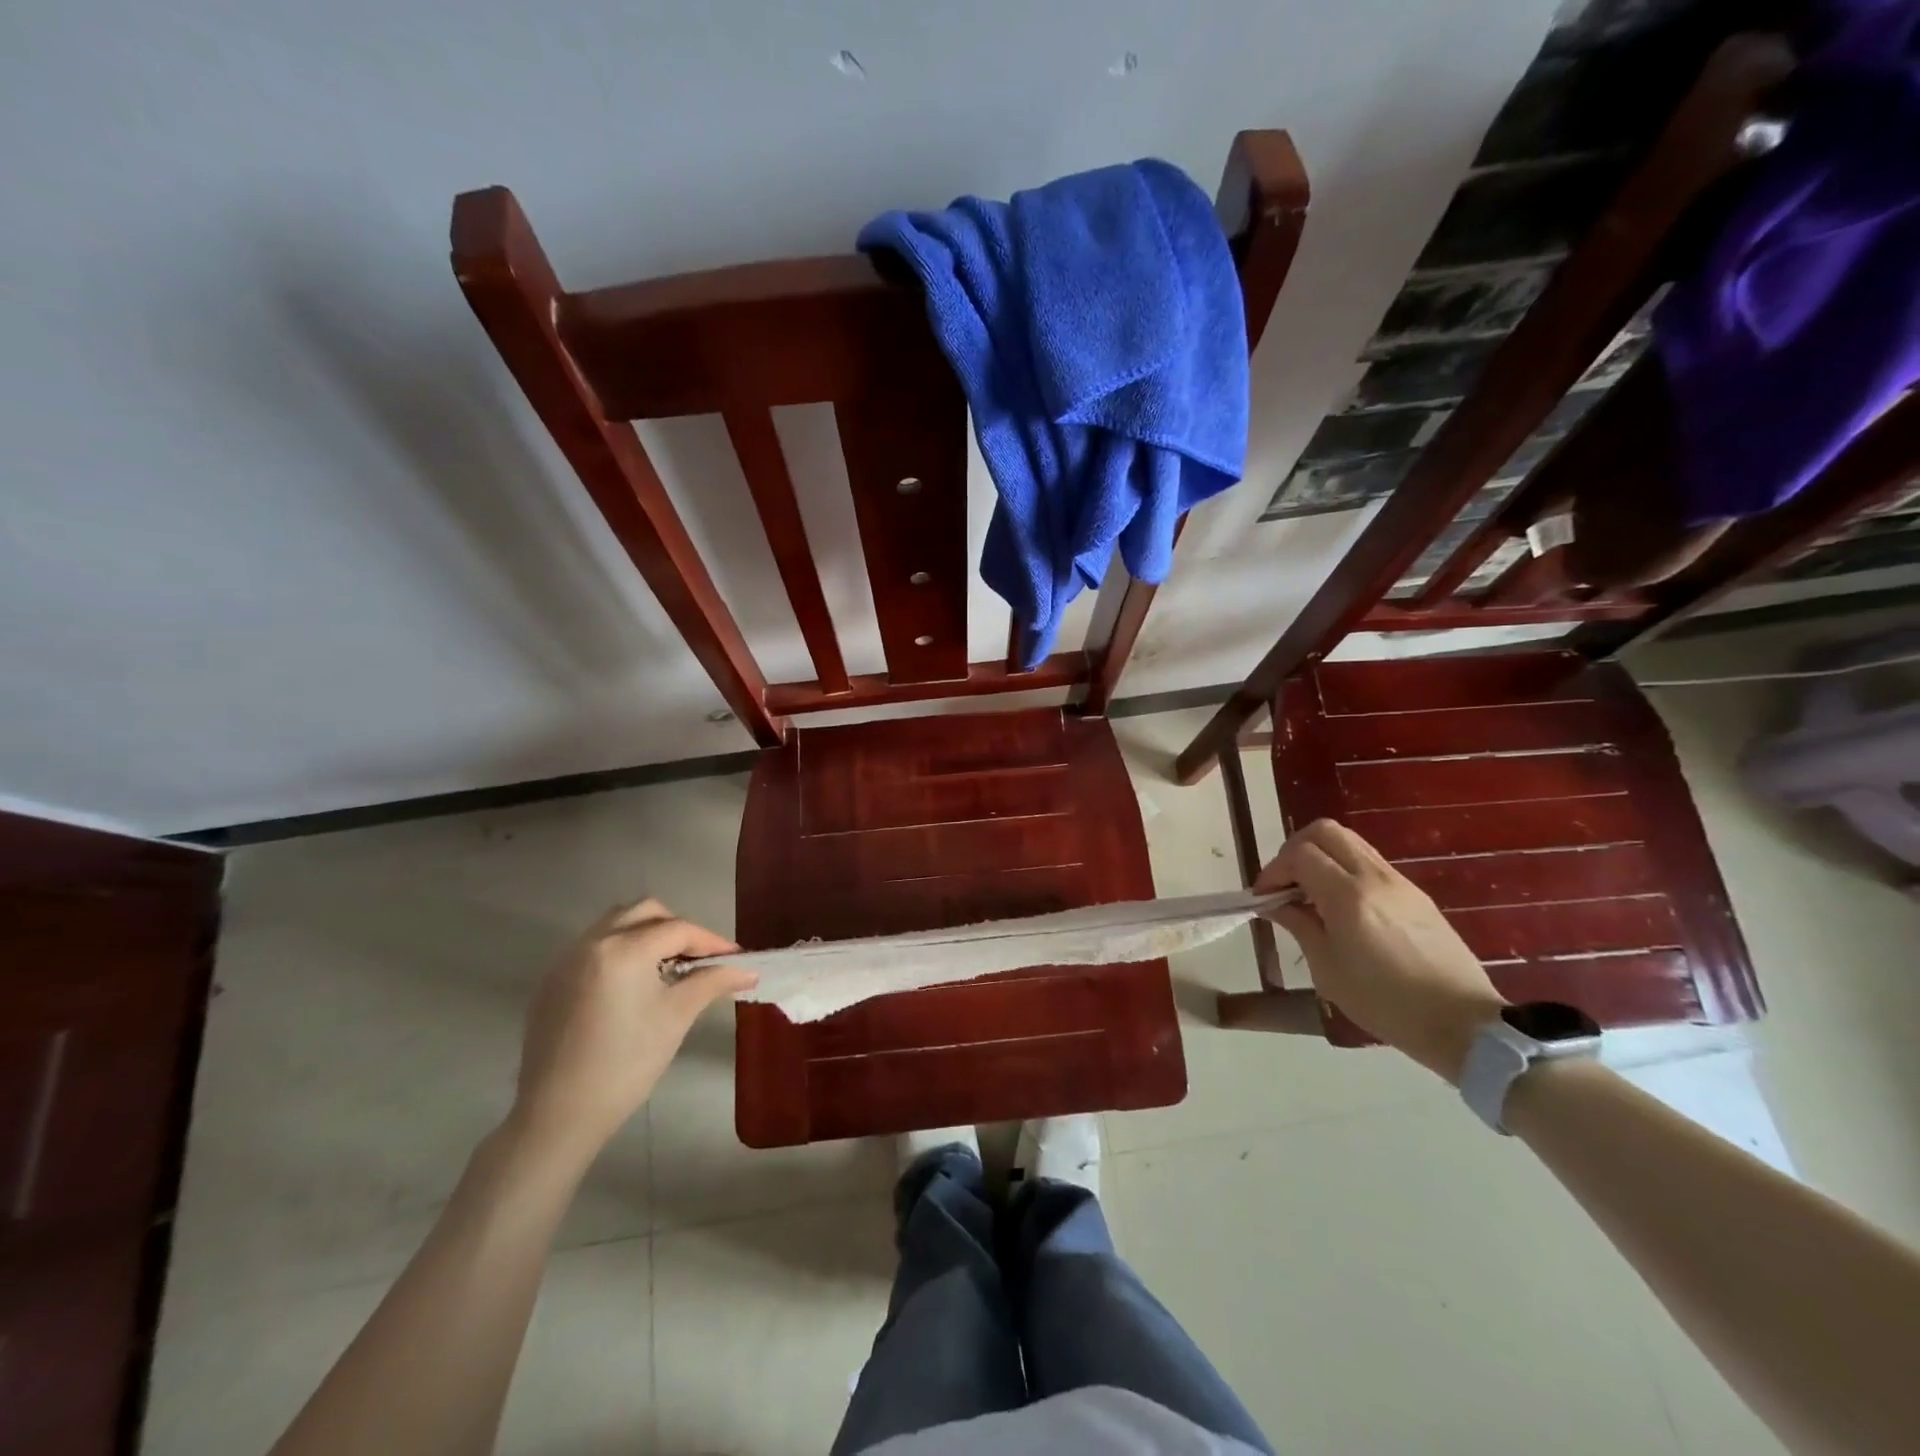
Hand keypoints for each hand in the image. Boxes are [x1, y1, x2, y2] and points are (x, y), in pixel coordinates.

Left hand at [508, 899, 755, 1167]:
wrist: (559, 1114)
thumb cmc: (626, 1064)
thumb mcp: (676, 1017)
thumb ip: (712, 982)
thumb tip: (748, 970)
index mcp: (623, 949)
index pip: (678, 929)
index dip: (711, 941)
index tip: (735, 958)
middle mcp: (592, 942)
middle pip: (645, 913)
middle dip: (677, 928)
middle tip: (699, 958)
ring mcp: (566, 960)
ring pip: (616, 924)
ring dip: (647, 934)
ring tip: (667, 967)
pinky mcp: (552, 981)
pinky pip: (594, 947)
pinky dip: (620, 951)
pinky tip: (632, 986)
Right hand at [1255, 819, 1504, 1083]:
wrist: (1463, 1024)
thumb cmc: (1386, 1003)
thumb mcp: (1327, 969)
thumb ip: (1299, 925)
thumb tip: (1276, 904)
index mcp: (1348, 896)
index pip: (1299, 854)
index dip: (1273, 870)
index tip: (1264, 897)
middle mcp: (1374, 877)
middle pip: (1324, 831)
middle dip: (1294, 850)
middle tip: (1285, 884)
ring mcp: (1399, 881)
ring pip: (1349, 841)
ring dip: (1321, 856)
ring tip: (1310, 893)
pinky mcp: (1415, 893)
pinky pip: (1370, 862)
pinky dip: (1344, 869)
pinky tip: (1340, 906)